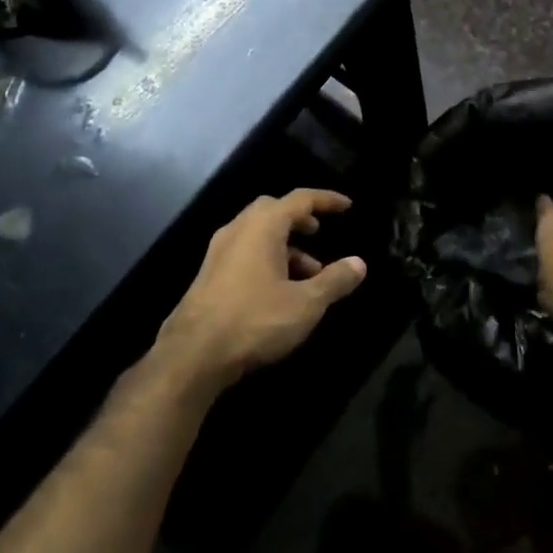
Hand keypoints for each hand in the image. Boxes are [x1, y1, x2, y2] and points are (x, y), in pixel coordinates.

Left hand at [154, 190, 367, 389]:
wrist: (193, 353)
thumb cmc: (255, 320)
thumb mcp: (305, 304)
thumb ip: (334, 281)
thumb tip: (359, 263)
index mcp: (263, 226)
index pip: (300, 199)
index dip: (326, 200)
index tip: (347, 206)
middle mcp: (238, 229)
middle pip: (273, 210)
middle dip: (299, 218)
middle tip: (318, 232)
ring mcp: (219, 251)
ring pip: (258, 234)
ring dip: (285, 245)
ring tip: (309, 275)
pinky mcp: (209, 273)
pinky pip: (245, 252)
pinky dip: (267, 259)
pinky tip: (280, 290)